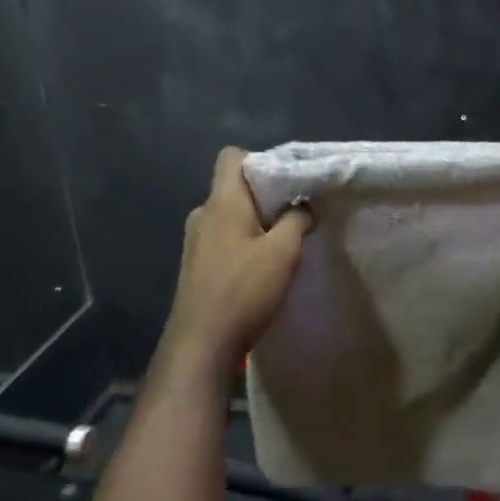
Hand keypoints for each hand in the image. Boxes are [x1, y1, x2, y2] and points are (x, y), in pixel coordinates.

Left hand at [161, 148, 311, 381]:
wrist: (201, 344)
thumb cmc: (244, 290)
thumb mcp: (283, 252)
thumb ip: (297, 220)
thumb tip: (303, 207)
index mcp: (221, 202)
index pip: (232, 156)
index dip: (260, 160)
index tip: (286, 183)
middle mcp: (203, 214)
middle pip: (234, 187)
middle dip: (265, 196)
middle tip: (295, 215)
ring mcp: (195, 241)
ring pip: (230, 216)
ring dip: (256, 224)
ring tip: (282, 245)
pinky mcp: (196, 266)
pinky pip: (223, 239)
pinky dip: (243, 244)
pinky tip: (261, 269)